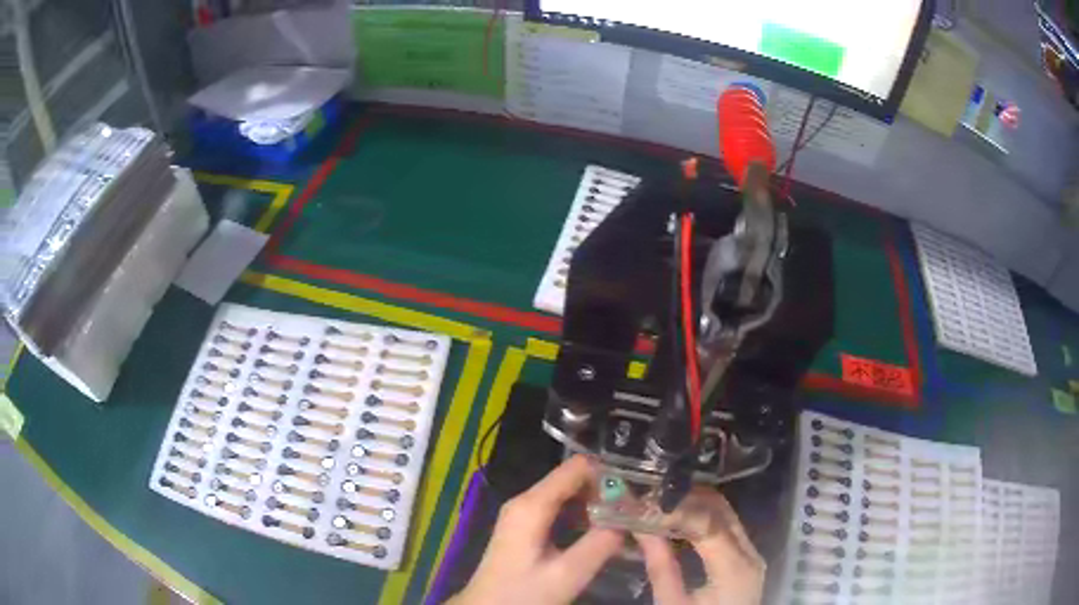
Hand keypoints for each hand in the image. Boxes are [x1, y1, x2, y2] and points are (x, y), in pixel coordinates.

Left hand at [449, 455, 624, 604]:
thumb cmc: (523, 594)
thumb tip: (630, 518)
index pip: (577, 467)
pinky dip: (580, 517)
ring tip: (620, 527)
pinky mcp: (524, 527)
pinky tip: (596, 536)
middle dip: (604, 492)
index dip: (609, 477)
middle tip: (630, 517)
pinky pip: (558, 509)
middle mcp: (525, 501)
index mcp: (532, 505)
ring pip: (567, 494)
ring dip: (594, 506)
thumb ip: (601, 543)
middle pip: (572, 478)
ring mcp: (522, 513)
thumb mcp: (567, 574)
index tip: (633, 501)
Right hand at [635, 489, 764, 604]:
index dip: (675, 509)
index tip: (643, 502)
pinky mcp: (747, 558)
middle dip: (684, 499)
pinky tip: (678, 520)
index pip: (707, 524)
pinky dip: (703, 518)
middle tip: (649, 496)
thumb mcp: (673, 604)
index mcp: (735, 568)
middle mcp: (751, 553)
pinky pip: (728, 527)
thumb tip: (642, 528)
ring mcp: (752, 554)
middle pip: (721, 512)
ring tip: (659, 504)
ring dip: (694, 505)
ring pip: (726, 515)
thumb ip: (661, 566)